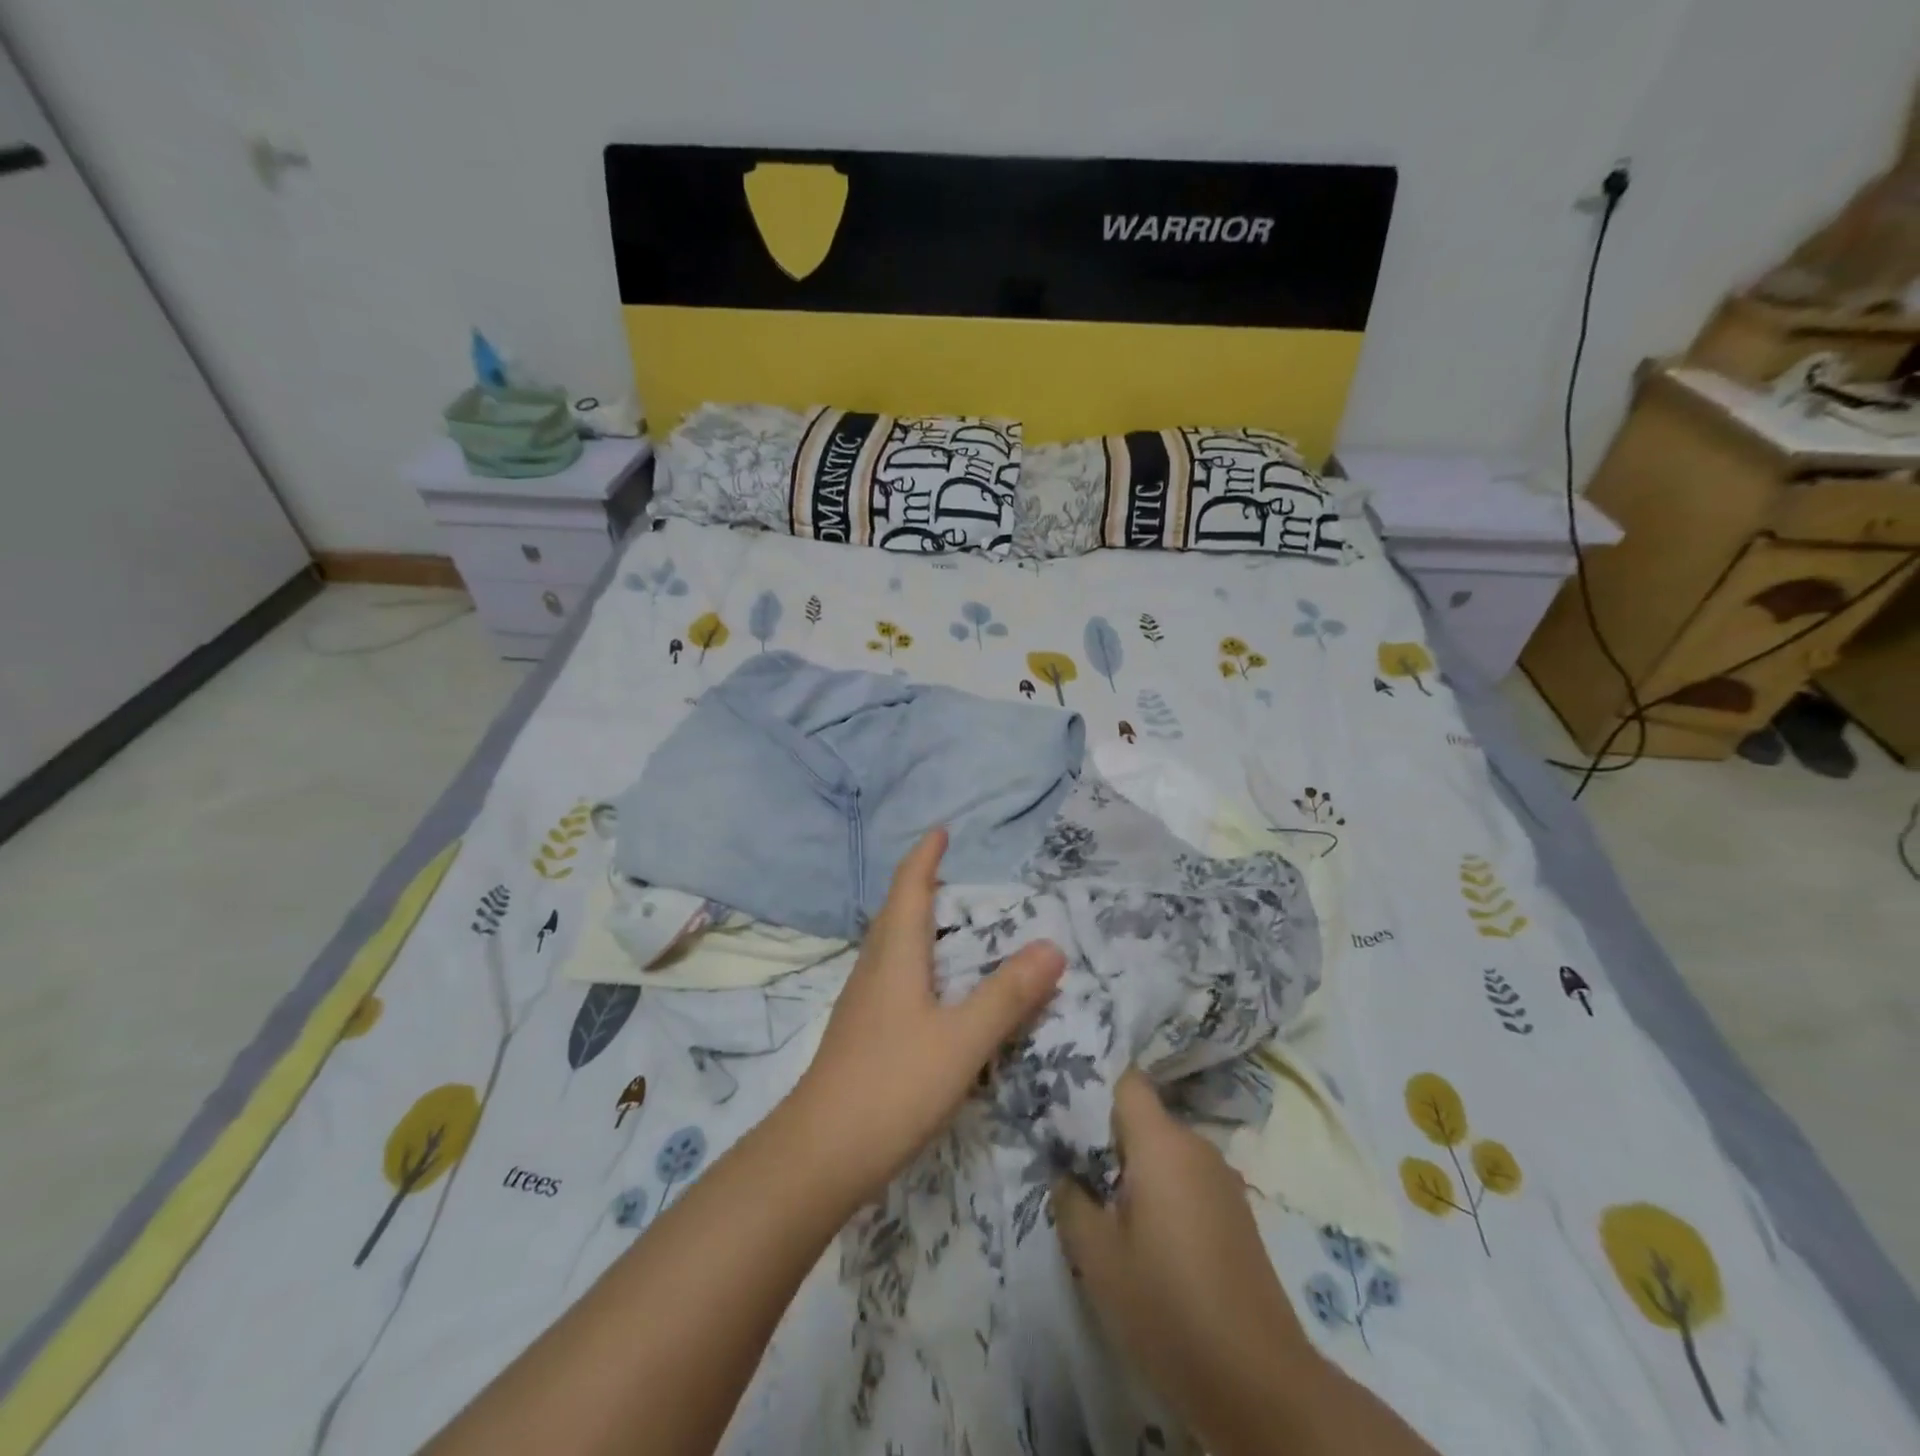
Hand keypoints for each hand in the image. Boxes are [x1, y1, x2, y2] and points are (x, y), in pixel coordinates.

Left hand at [792, 828, 1065, 1202]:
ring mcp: (862, 1001)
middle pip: (896, 912)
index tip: (941, 832)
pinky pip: (891, 974)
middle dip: (922, 886)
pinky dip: (915, 960)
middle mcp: (874, 968)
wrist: (821, 1153)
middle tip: (956, 877)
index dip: (924, 857)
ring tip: (949, 925)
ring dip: (916, 923)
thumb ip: (1008, 995)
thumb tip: (1052, 946)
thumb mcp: (962, 1040)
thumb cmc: (894, 1084)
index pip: (909, 888)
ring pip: (891, 945)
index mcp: (896, 955)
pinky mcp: (861, 1031)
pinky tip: (931, 988)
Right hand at [1053, 1071, 1316, 1451]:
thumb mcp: (1096, 1256)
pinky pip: (1187, 1180)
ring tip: (1105, 1205)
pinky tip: (1148, 1236)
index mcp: (1162, 1142)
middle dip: (1109, 1136)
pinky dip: (1163, 1192)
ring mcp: (1222, 1180)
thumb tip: (1065, 1172)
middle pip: (1145, 1117)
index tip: (1065, 1111)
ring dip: (1136, 1169)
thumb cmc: (1166, 1305)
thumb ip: (1070, 1200)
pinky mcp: (1237, 1213)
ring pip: (1166, 1151)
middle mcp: (1197, 1147)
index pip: (1127, 1081)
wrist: (1259, 1384)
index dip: (1094, 1088)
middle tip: (1074, 1167)